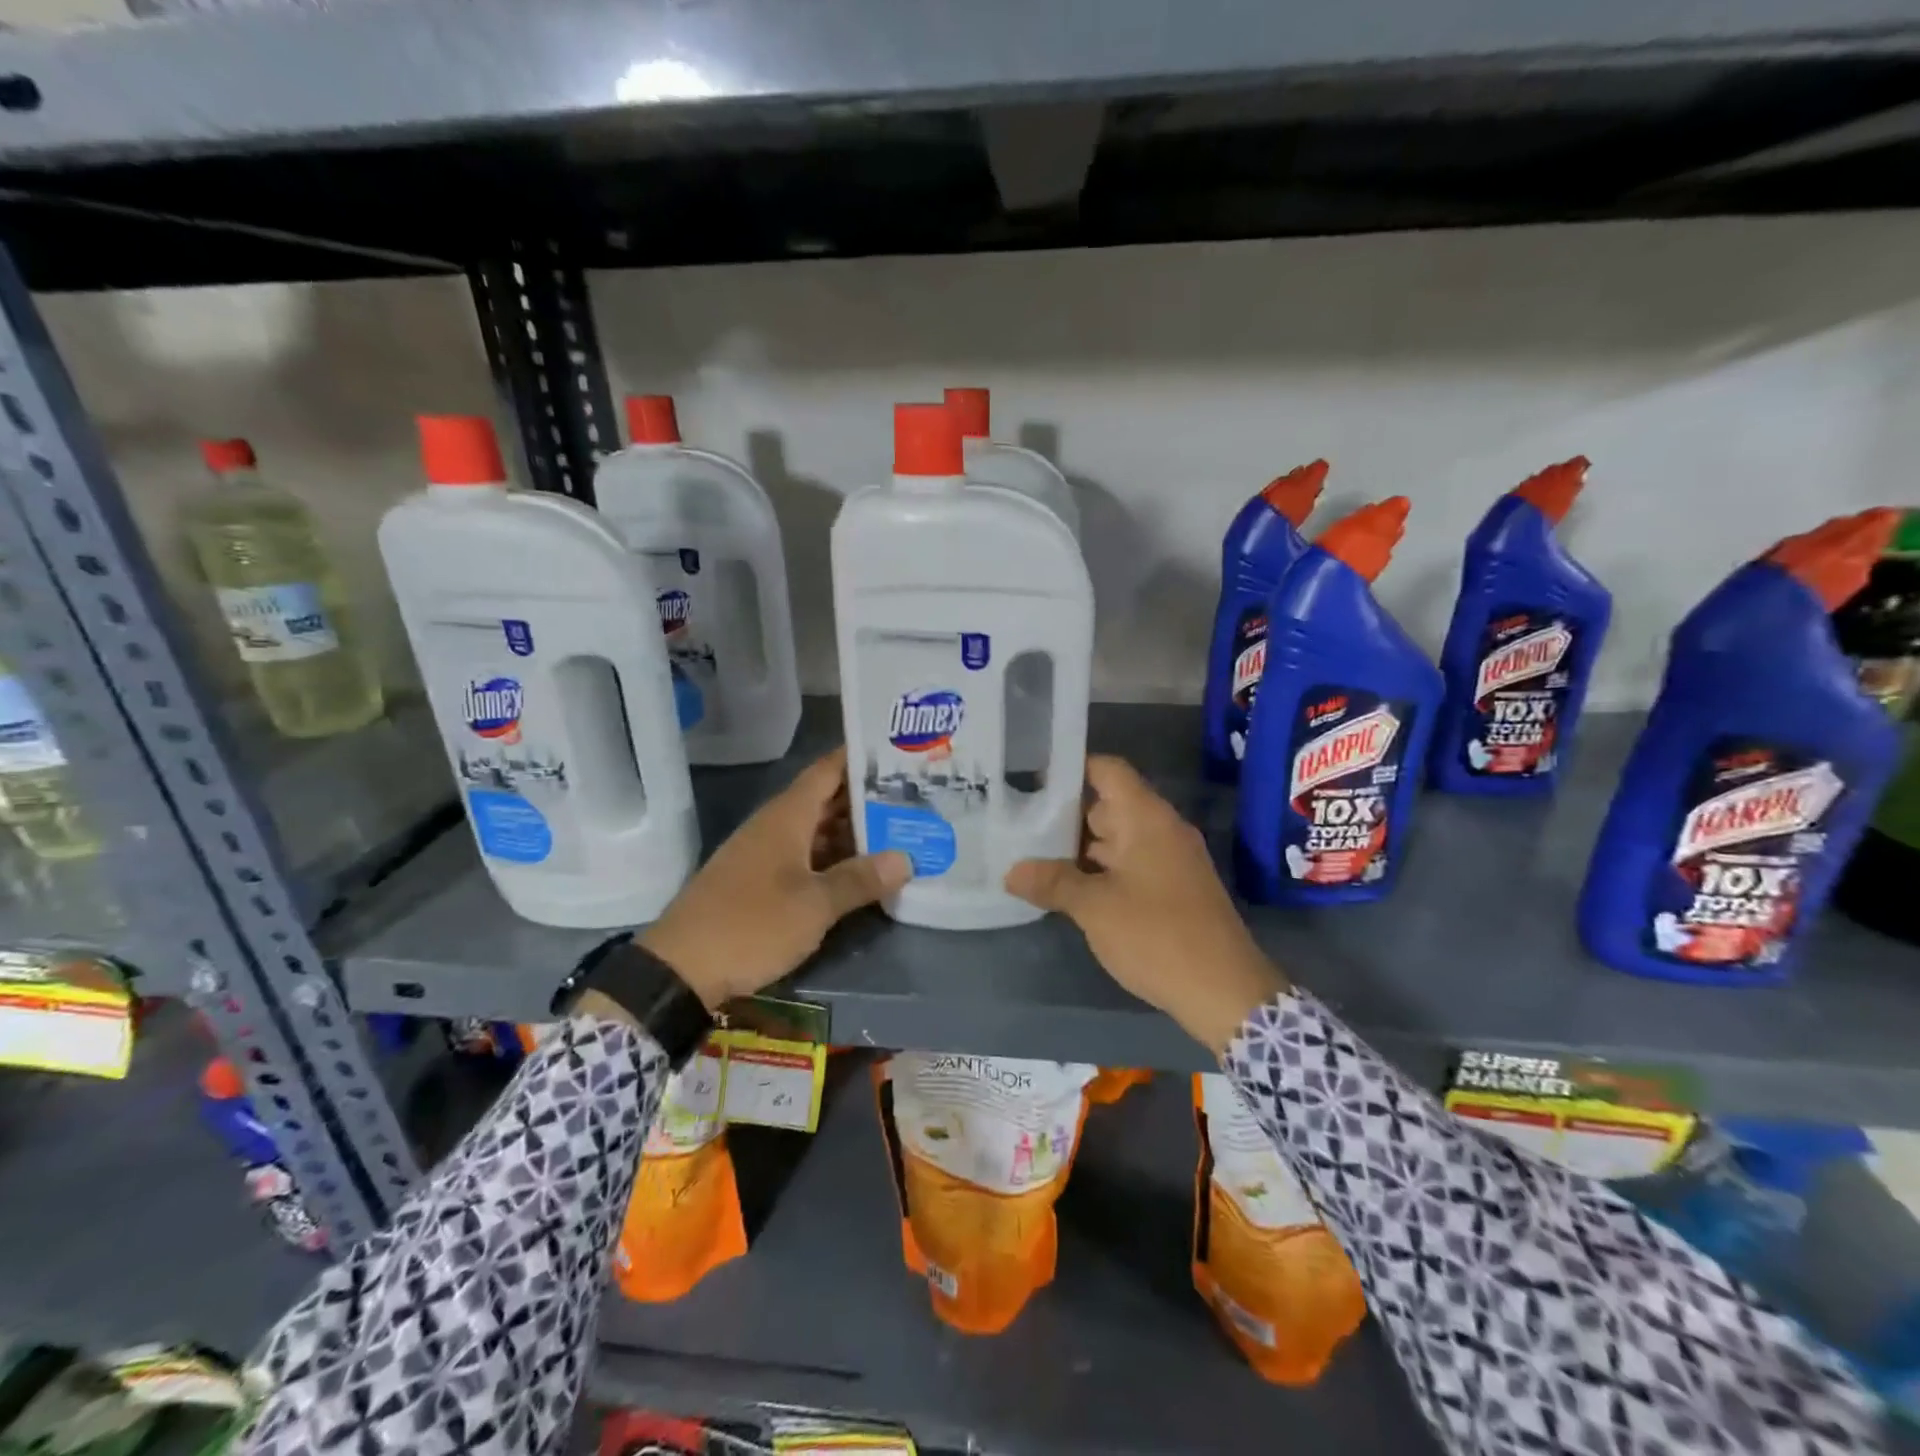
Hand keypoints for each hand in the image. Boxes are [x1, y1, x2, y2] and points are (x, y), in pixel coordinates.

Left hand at [638, 748, 911, 1010]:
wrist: (680, 969)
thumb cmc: (751, 925)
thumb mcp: (814, 906)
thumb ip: (859, 880)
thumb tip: (906, 858)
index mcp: (787, 816)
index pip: (828, 770)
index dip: (861, 758)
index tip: (900, 753)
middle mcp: (776, 826)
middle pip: (827, 800)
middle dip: (868, 799)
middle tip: (915, 798)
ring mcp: (766, 854)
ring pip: (818, 831)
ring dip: (854, 832)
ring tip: (901, 832)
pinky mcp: (760, 881)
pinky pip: (806, 856)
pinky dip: (834, 859)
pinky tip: (863, 872)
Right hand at [1006, 756, 1288, 1055]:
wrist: (1225, 992)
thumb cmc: (1158, 936)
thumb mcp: (1096, 908)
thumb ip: (1052, 883)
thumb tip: (1011, 871)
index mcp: (1146, 818)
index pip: (1107, 770)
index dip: (1071, 767)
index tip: (1031, 777)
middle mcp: (1160, 830)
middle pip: (1107, 805)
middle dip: (1063, 813)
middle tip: (1016, 820)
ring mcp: (1168, 860)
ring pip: (1115, 839)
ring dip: (1078, 847)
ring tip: (1029, 852)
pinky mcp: (1171, 888)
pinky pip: (1128, 864)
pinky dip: (1098, 870)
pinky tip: (1065, 886)